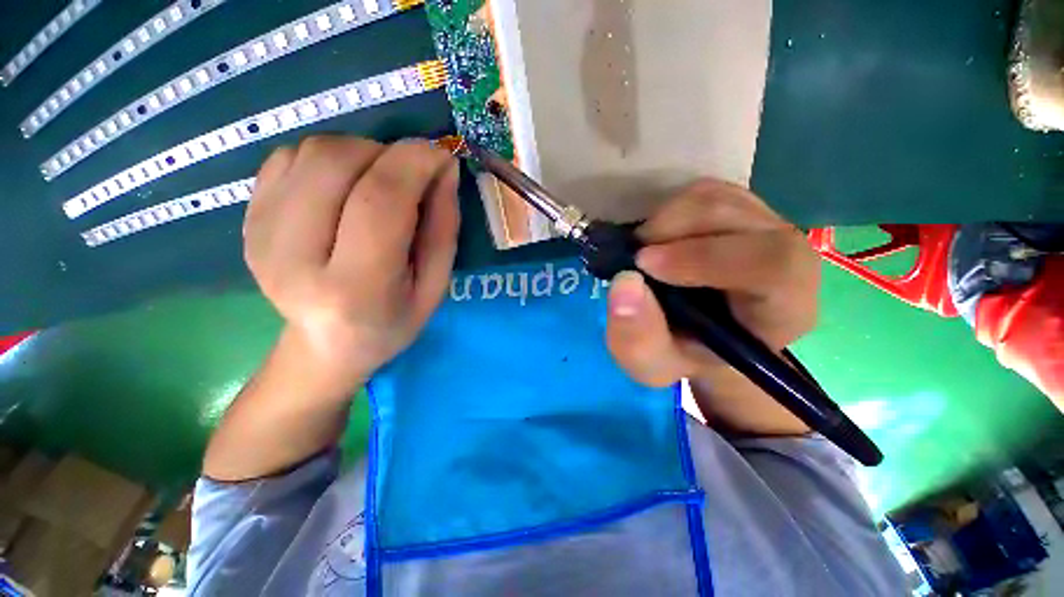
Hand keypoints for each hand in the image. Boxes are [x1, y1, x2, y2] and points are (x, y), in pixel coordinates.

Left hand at [244, 136, 459, 388]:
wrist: (326, 345)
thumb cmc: (393, 321)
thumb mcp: (435, 285)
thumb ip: (444, 227)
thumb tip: (443, 167)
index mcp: (355, 288)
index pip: (380, 201)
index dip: (414, 163)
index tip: (441, 155)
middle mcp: (294, 258)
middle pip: (335, 162)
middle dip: (385, 153)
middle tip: (409, 175)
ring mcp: (260, 235)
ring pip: (310, 152)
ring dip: (359, 153)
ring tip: (378, 184)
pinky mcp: (247, 219)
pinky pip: (288, 157)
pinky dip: (327, 159)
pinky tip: (344, 188)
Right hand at [605, 180, 819, 432]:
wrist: (700, 335)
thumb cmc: (684, 354)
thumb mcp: (653, 365)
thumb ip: (638, 339)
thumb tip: (624, 282)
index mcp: (783, 307)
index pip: (772, 265)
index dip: (705, 257)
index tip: (645, 265)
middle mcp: (786, 256)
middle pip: (737, 217)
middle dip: (672, 231)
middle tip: (635, 257)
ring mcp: (762, 225)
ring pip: (715, 198)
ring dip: (665, 221)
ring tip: (643, 253)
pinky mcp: (738, 208)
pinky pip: (703, 193)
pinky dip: (669, 211)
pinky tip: (657, 241)